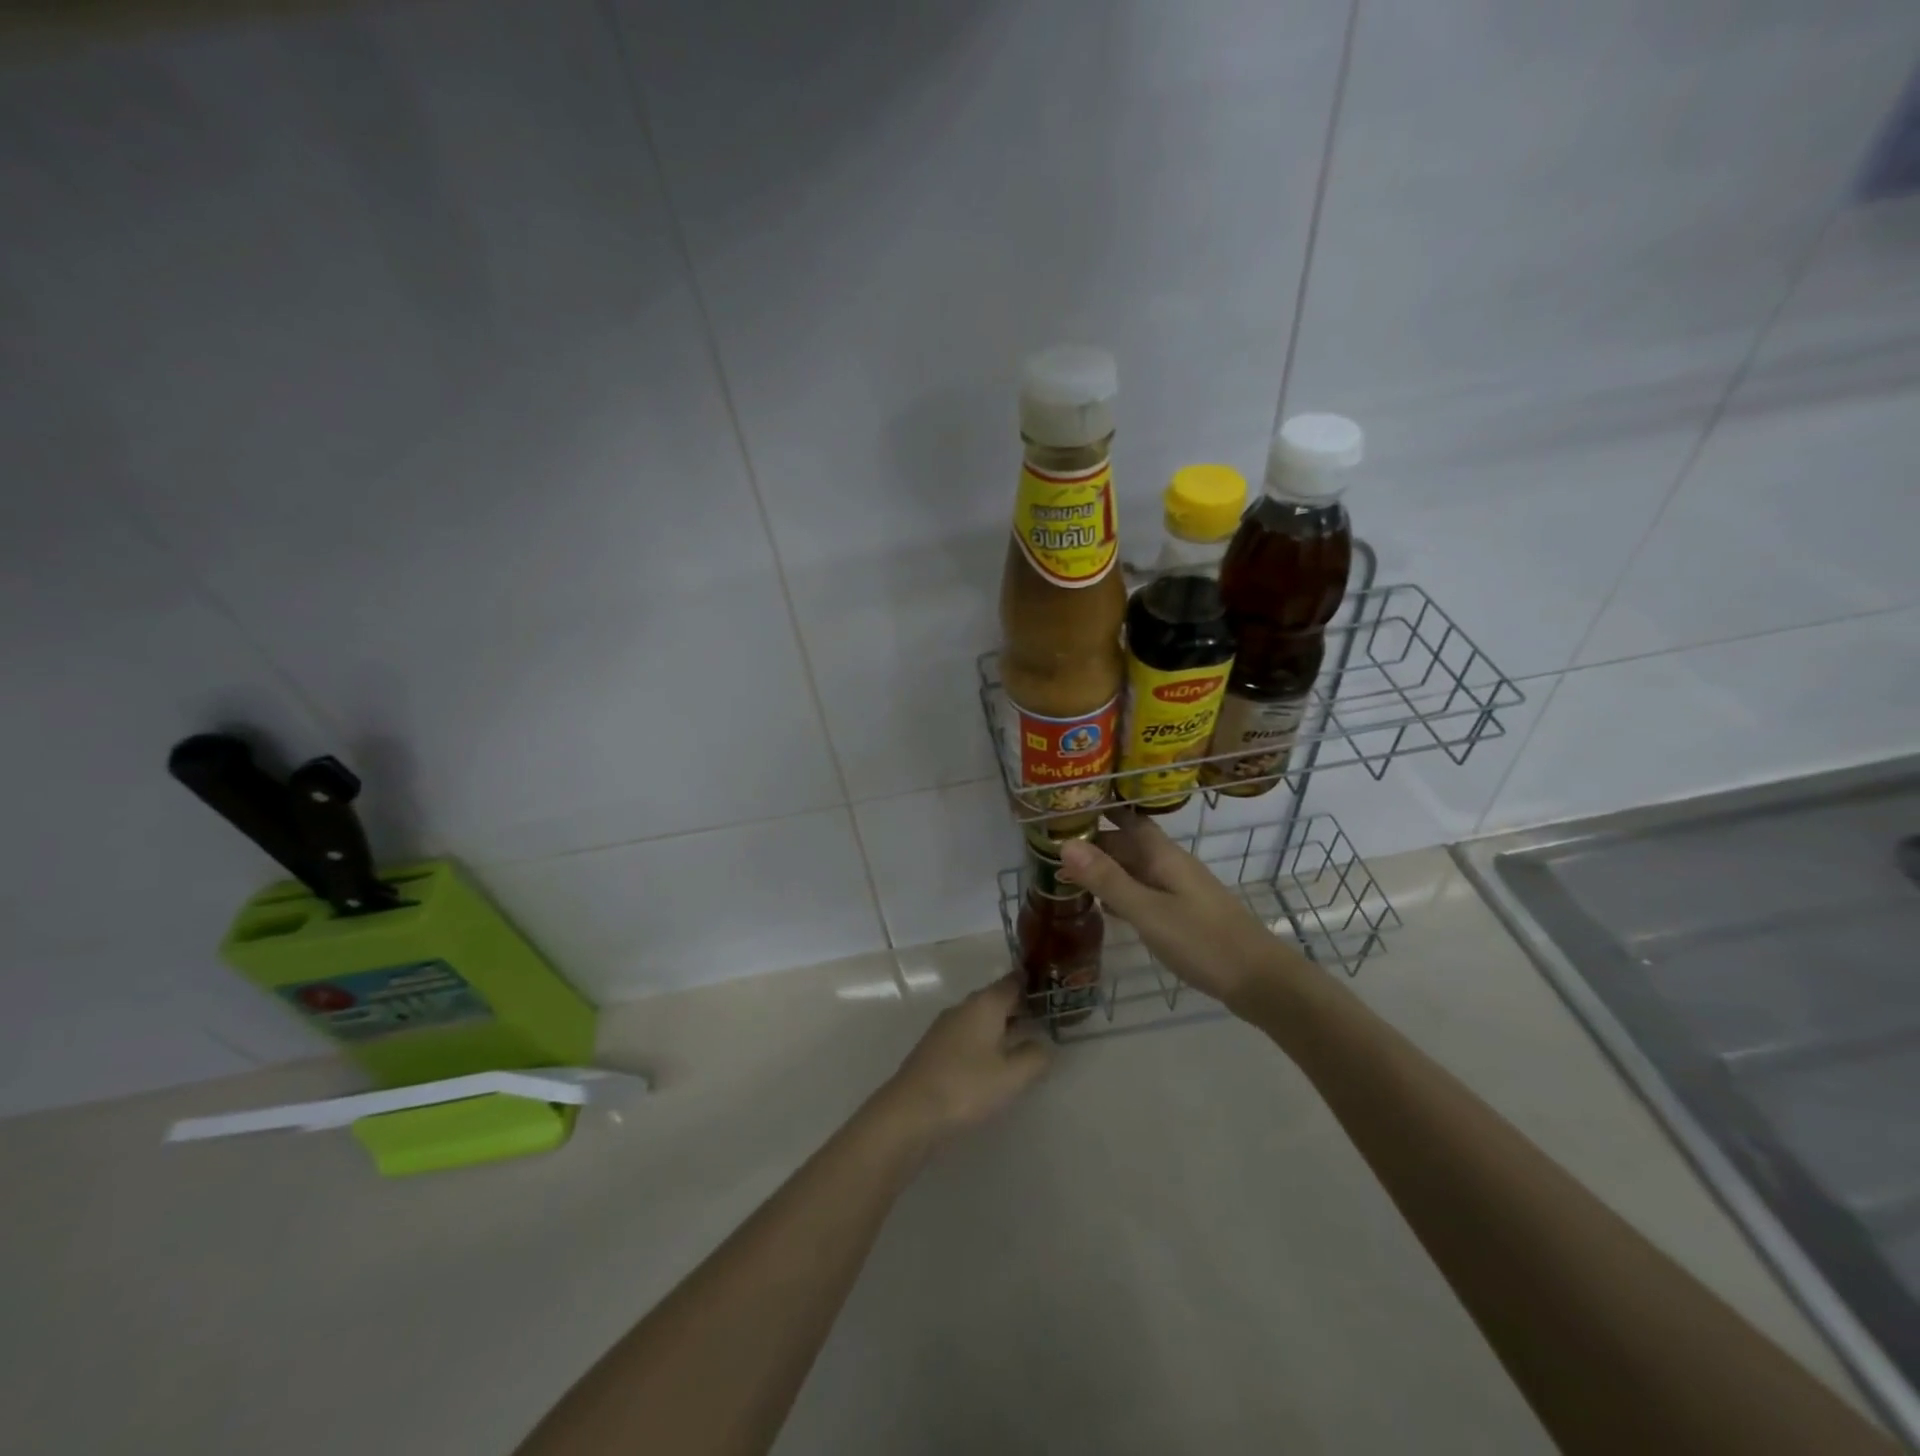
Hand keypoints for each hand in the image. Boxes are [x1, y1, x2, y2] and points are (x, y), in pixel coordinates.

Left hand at [882, 976, 1049, 1141]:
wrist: (910, 1112)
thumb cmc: (966, 1087)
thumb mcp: (1011, 1076)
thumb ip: (1034, 1057)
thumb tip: (1044, 1045)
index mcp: (984, 1004)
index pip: (1013, 982)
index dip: (1032, 983)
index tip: (1052, 987)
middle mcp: (964, 1008)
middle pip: (996, 998)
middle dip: (1019, 1005)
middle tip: (1046, 1015)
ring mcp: (946, 1027)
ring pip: (981, 1018)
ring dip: (1002, 1025)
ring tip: (1026, 1038)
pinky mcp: (935, 1048)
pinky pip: (968, 1035)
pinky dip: (986, 1040)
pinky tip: (995, 1060)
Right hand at [1057, 808, 1306, 1008]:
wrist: (1260, 981)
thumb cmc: (1202, 941)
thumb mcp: (1148, 910)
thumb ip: (1107, 879)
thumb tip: (1065, 843)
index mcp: (1163, 854)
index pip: (1126, 817)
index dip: (1099, 808)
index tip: (1063, 804)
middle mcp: (1170, 864)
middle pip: (1127, 843)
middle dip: (1093, 841)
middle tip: (1049, 844)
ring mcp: (1178, 889)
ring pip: (1134, 868)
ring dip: (1104, 867)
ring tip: (1064, 872)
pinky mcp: (1182, 913)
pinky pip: (1143, 891)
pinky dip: (1120, 892)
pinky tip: (1101, 905)